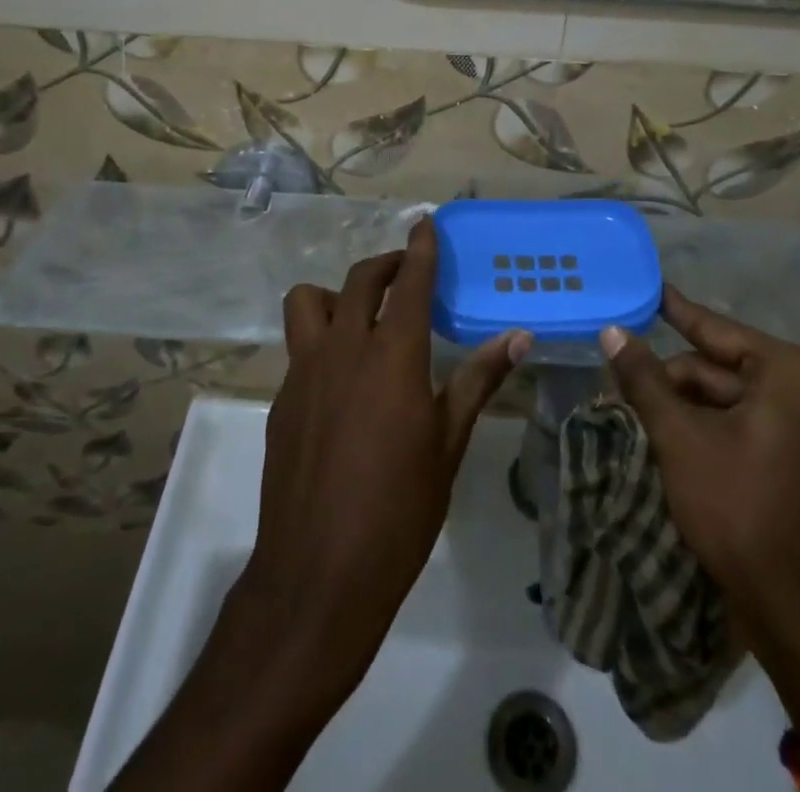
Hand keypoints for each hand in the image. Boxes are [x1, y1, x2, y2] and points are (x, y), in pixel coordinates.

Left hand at [117, 225, 528, 790]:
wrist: (317, 575)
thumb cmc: (399, 512)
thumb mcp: (449, 445)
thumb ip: (478, 381)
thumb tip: (518, 337)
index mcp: (392, 356)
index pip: (409, 282)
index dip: (420, 248)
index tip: (426, 223)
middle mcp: (343, 349)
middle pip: (359, 280)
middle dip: (385, 263)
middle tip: (405, 271)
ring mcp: (304, 372)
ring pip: (307, 300)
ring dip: (335, 294)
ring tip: (360, 317)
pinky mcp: (281, 399)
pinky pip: (299, 346)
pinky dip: (321, 339)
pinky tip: (342, 379)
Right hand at [600, 289, 799, 739]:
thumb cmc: (742, 510)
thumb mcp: (681, 438)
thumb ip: (644, 379)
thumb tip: (611, 330)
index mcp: (782, 369)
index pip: (710, 327)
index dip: (670, 309)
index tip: (641, 285)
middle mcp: (795, 387)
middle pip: (710, 366)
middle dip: (664, 379)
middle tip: (610, 380)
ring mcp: (794, 425)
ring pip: (717, 399)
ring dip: (675, 408)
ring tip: (625, 414)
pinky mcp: (785, 458)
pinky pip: (731, 426)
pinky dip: (696, 431)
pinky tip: (658, 440)